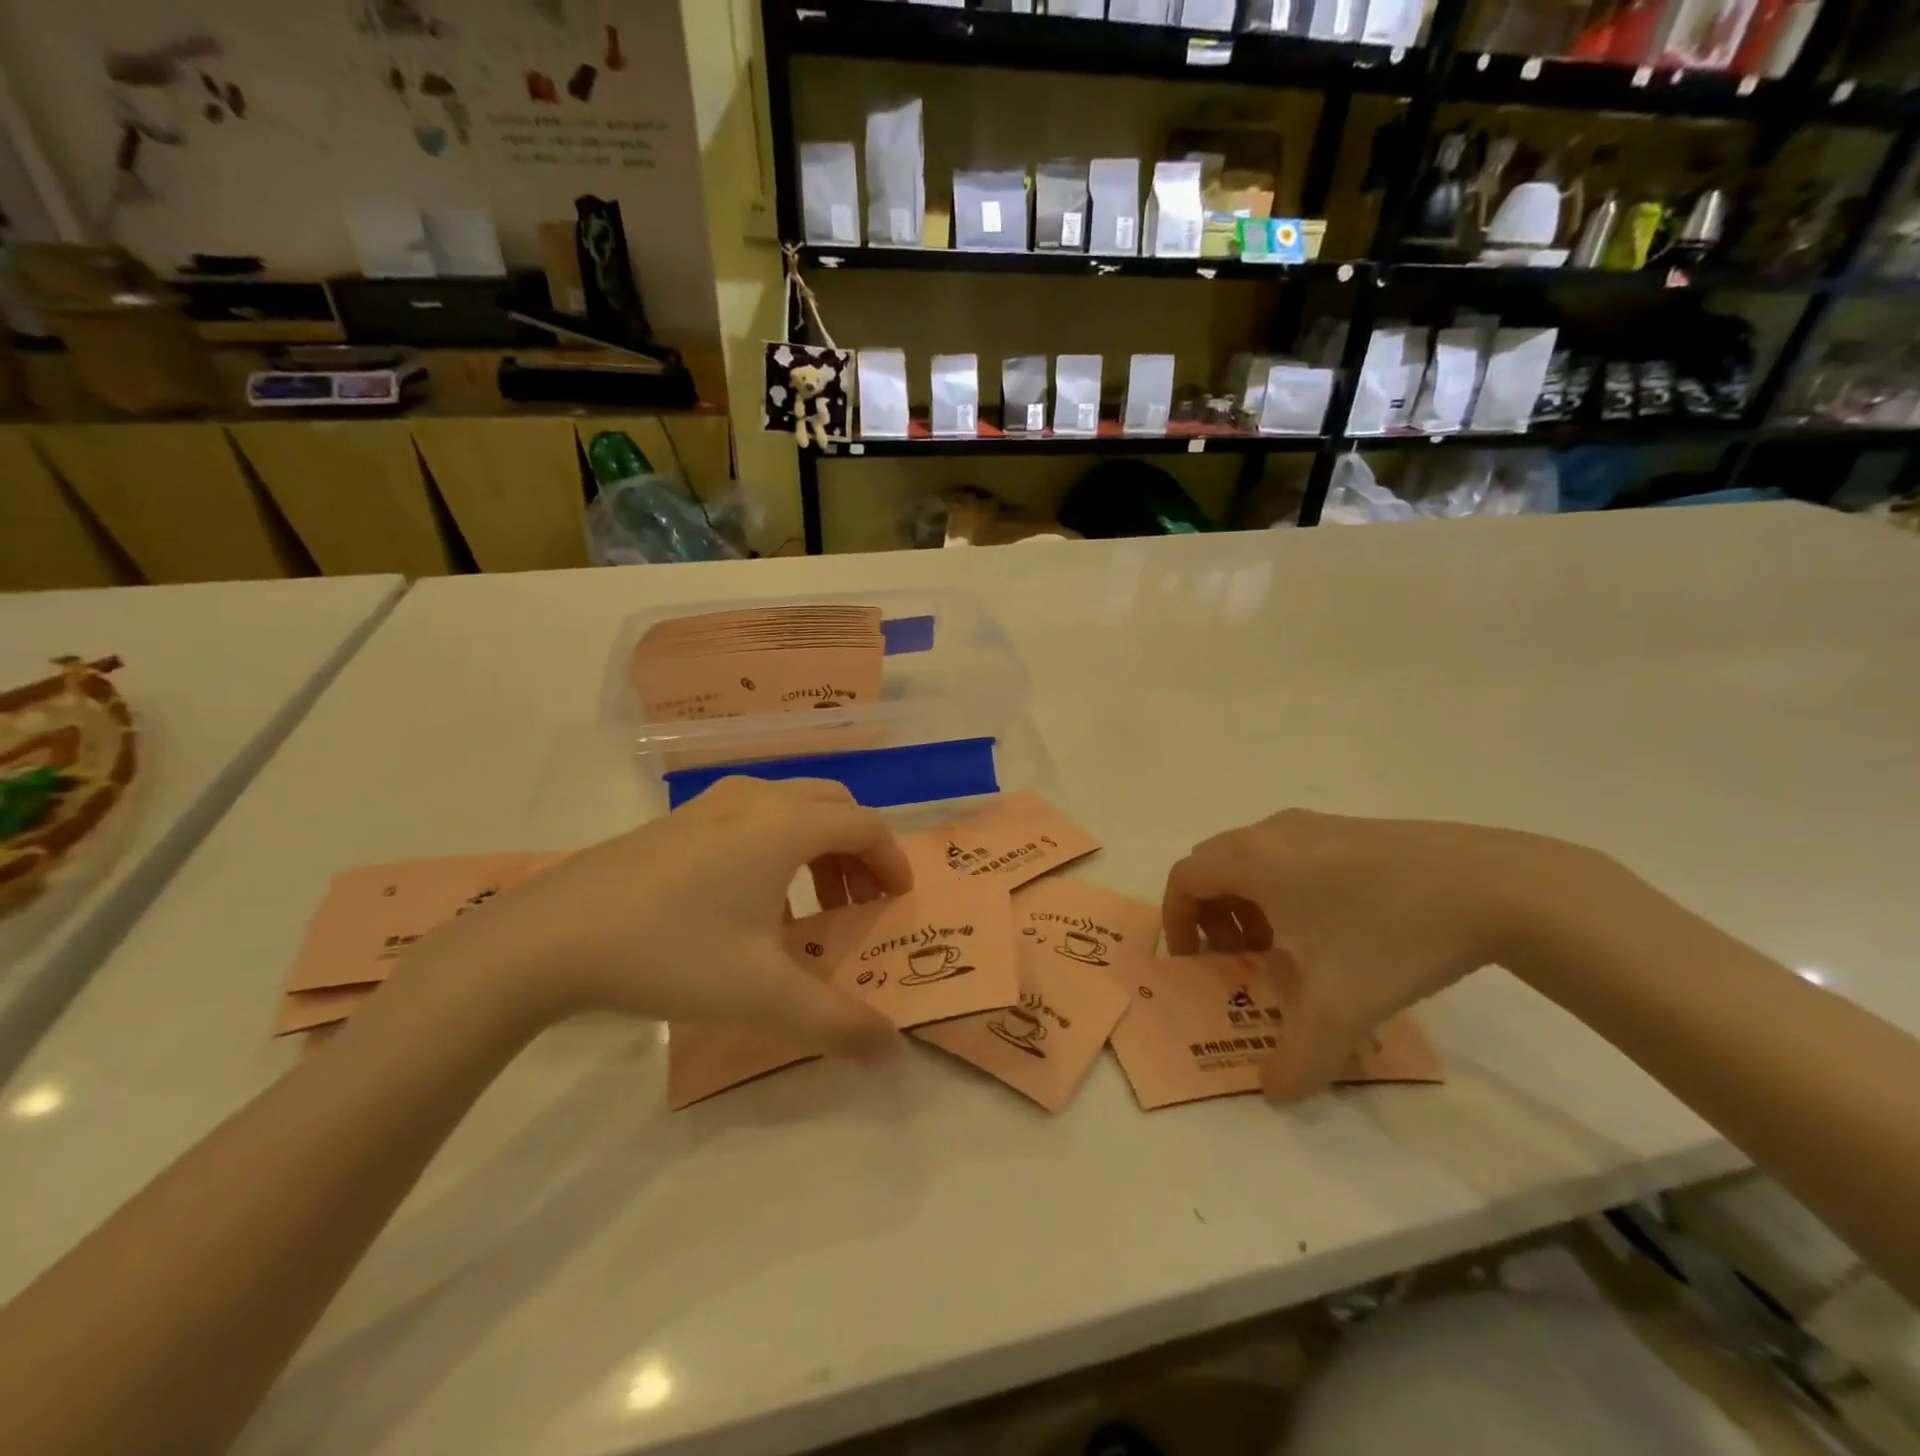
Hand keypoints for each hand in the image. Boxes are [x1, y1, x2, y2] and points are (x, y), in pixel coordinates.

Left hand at [416, 777, 912, 1055]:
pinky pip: (750, 820)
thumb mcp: (763, 996)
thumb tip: (893, 1051)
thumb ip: (838, 1023)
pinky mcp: (676, 821)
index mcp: (786, 825)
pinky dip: (775, 849)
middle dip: (857, 851)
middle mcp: (755, 799)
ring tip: (808, 910)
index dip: (892, 862)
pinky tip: (748, 908)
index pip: (866, 826)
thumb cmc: (671, 952)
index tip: (898, 902)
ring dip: (816, 849)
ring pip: (789, 809)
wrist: (547, 938)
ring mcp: (710, 804)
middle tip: (859, 903)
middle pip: (832, 806)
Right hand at [1162, 810, 1588, 1101]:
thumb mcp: (1342, 1008)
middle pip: (1213, 864)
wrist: (1495, 885)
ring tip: (1287, 947)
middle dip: (1211, 912)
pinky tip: (1334, 928)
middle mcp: (1272, 833)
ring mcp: (1315, 824)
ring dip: (1248, 900)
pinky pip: (1290, 853)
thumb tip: (1274, 1093)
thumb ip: (1298, 1058)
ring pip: (1253, 857)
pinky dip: (1284, 887)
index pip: (1185, 877)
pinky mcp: (1351, 828)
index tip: (1196, 960)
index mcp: (1254, 860)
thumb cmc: (1394, 934)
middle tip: (1239, 957)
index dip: (1177, 919)